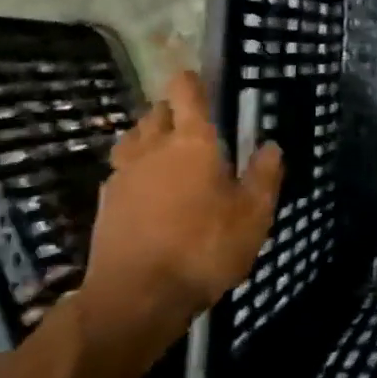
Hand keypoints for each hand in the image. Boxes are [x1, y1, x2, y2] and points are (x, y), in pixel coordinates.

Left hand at [80, 70, 282, 348]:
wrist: (135, 298)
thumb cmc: (203, 248)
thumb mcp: (253, 215)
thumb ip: (264, 176)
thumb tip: (272, 145)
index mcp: (192, 142)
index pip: (186, 93)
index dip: (192, 81)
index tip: (200, 78)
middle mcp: (153, 149)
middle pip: (156, 114)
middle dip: (172, 111)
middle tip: (194, 124)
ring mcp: (123, 177)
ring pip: (133, 140)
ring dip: (149, 139)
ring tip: (169, 154)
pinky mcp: (104, 206)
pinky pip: (121, 173)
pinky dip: (136, 172)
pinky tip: (150, 192)